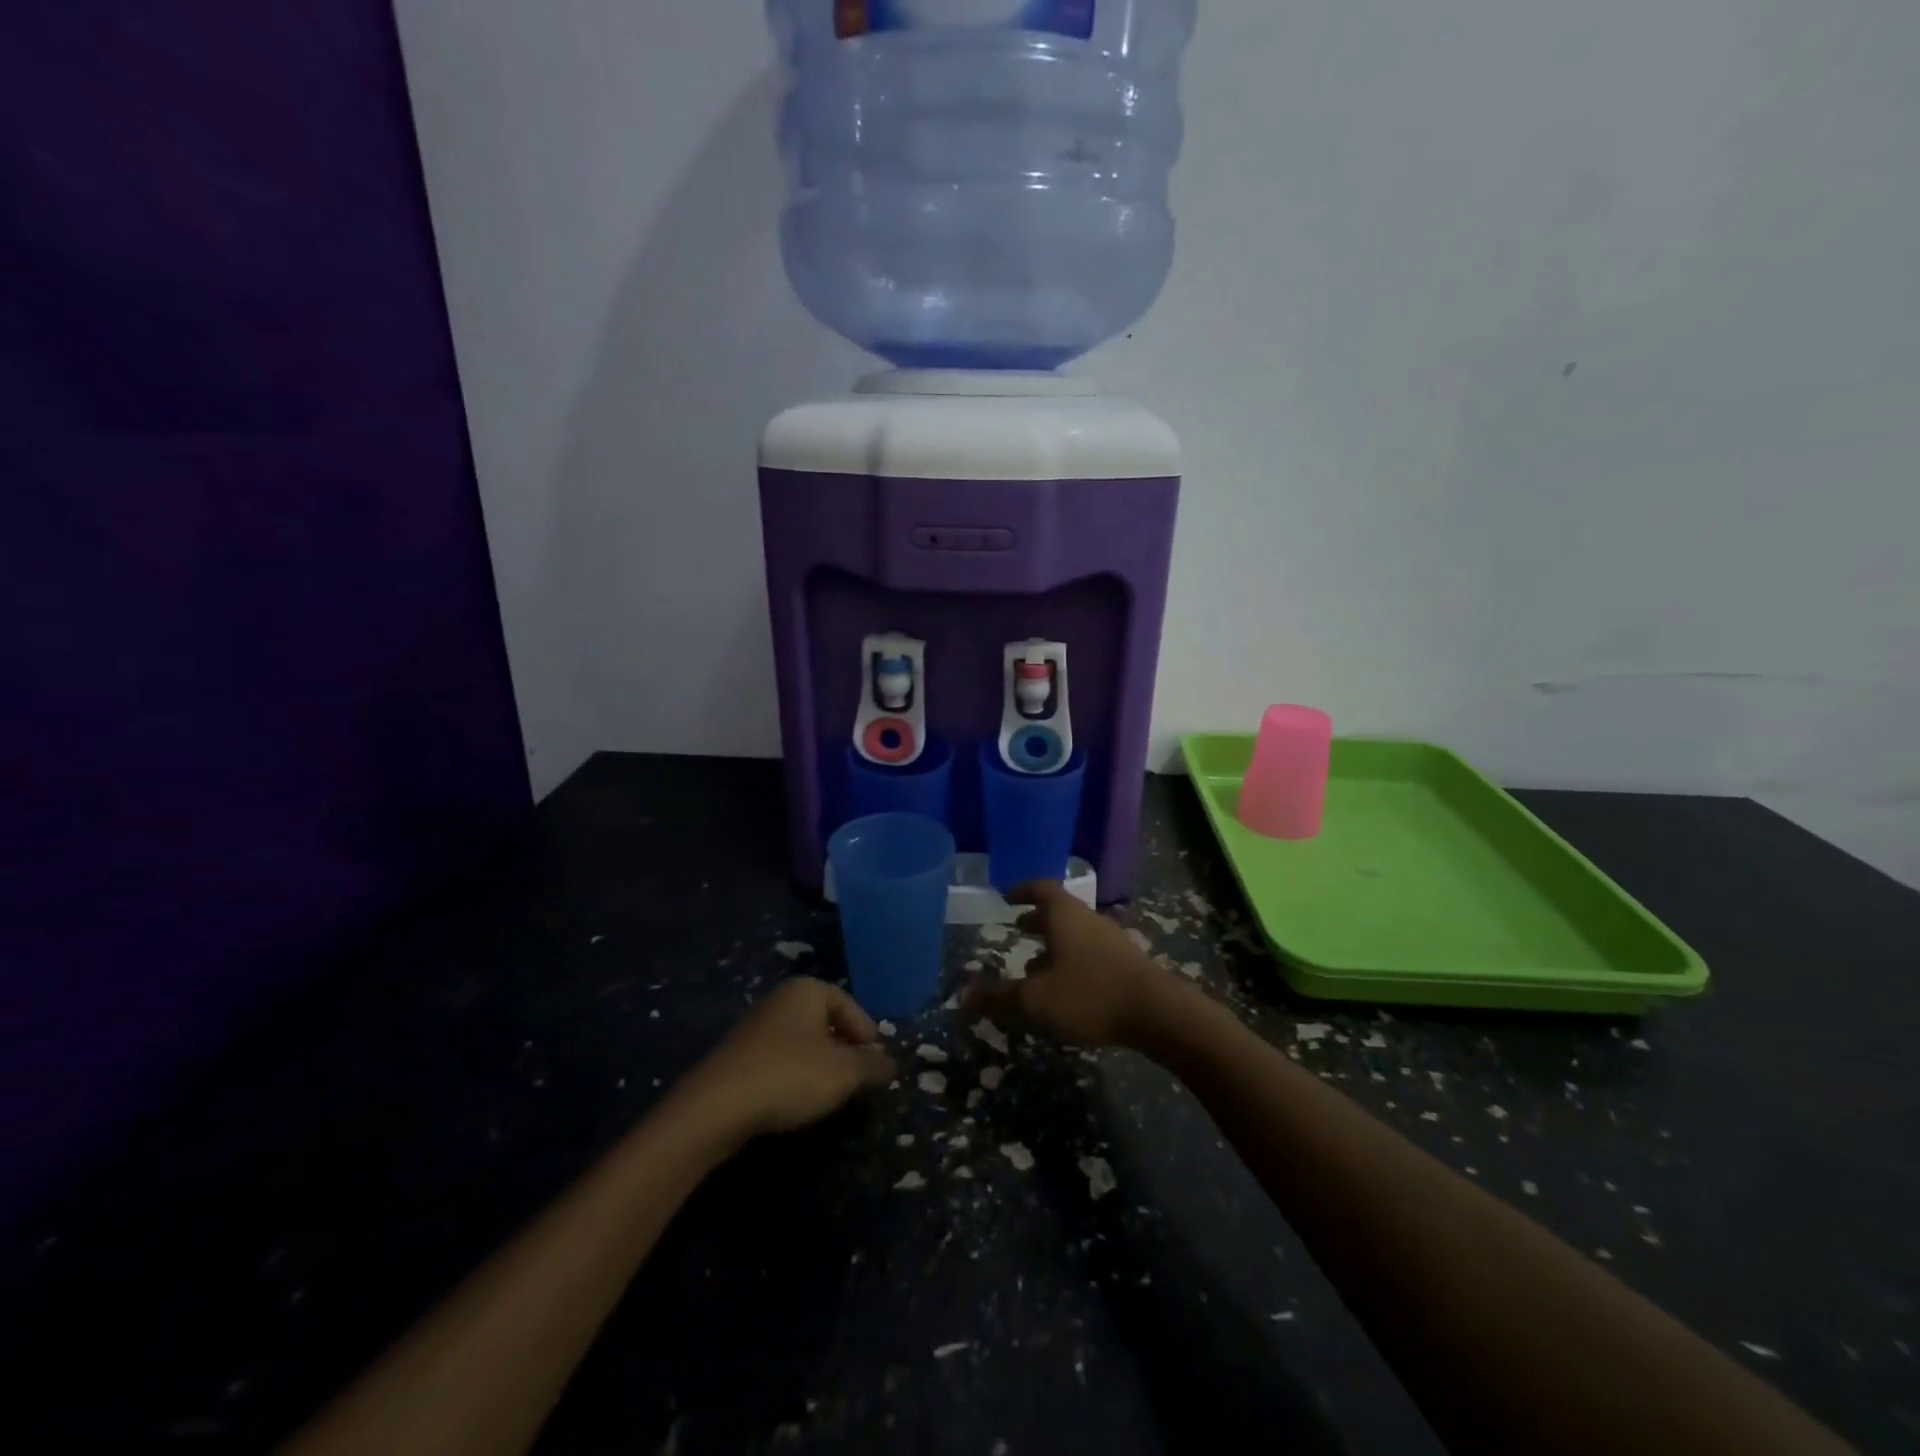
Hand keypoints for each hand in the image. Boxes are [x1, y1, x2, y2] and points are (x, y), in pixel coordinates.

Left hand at [676, 978, 896, 1139]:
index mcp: (807, 990)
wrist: (716, 1106)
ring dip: (820, 1065)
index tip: (877, 1064)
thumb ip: (873, 1066)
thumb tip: (892, 1064)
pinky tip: (797, 1100)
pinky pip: (780, 1059)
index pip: (850, 1006)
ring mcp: (756, 1026)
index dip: (868, 1035)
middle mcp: (781, 999)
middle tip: (858, 1080)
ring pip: (803, 1042)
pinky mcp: (739, 1055)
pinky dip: (795, 1075)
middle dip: (845, 1050)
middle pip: (826, 1022)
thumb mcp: (844, 1073)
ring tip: (831, 1094)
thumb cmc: (790, 1076)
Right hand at [965, 880, 1186, 1047]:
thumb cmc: (1089, 994)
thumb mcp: (1036, 1000)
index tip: (1007, 895)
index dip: (1022, 890)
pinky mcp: (1126, 961)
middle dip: (1037, 919)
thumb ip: (1000, 996)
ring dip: (1055, 943)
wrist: (1157, 1012)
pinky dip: (1073, 958)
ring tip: (1036, 965)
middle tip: (1018, 927)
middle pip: (1060, 910)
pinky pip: (1091, 950)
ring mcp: (1111, 939)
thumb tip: (964, 995)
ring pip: (1076, 932)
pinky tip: (1067, 986)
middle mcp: (1088, 919)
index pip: (1041, 888)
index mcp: (1065, 915)